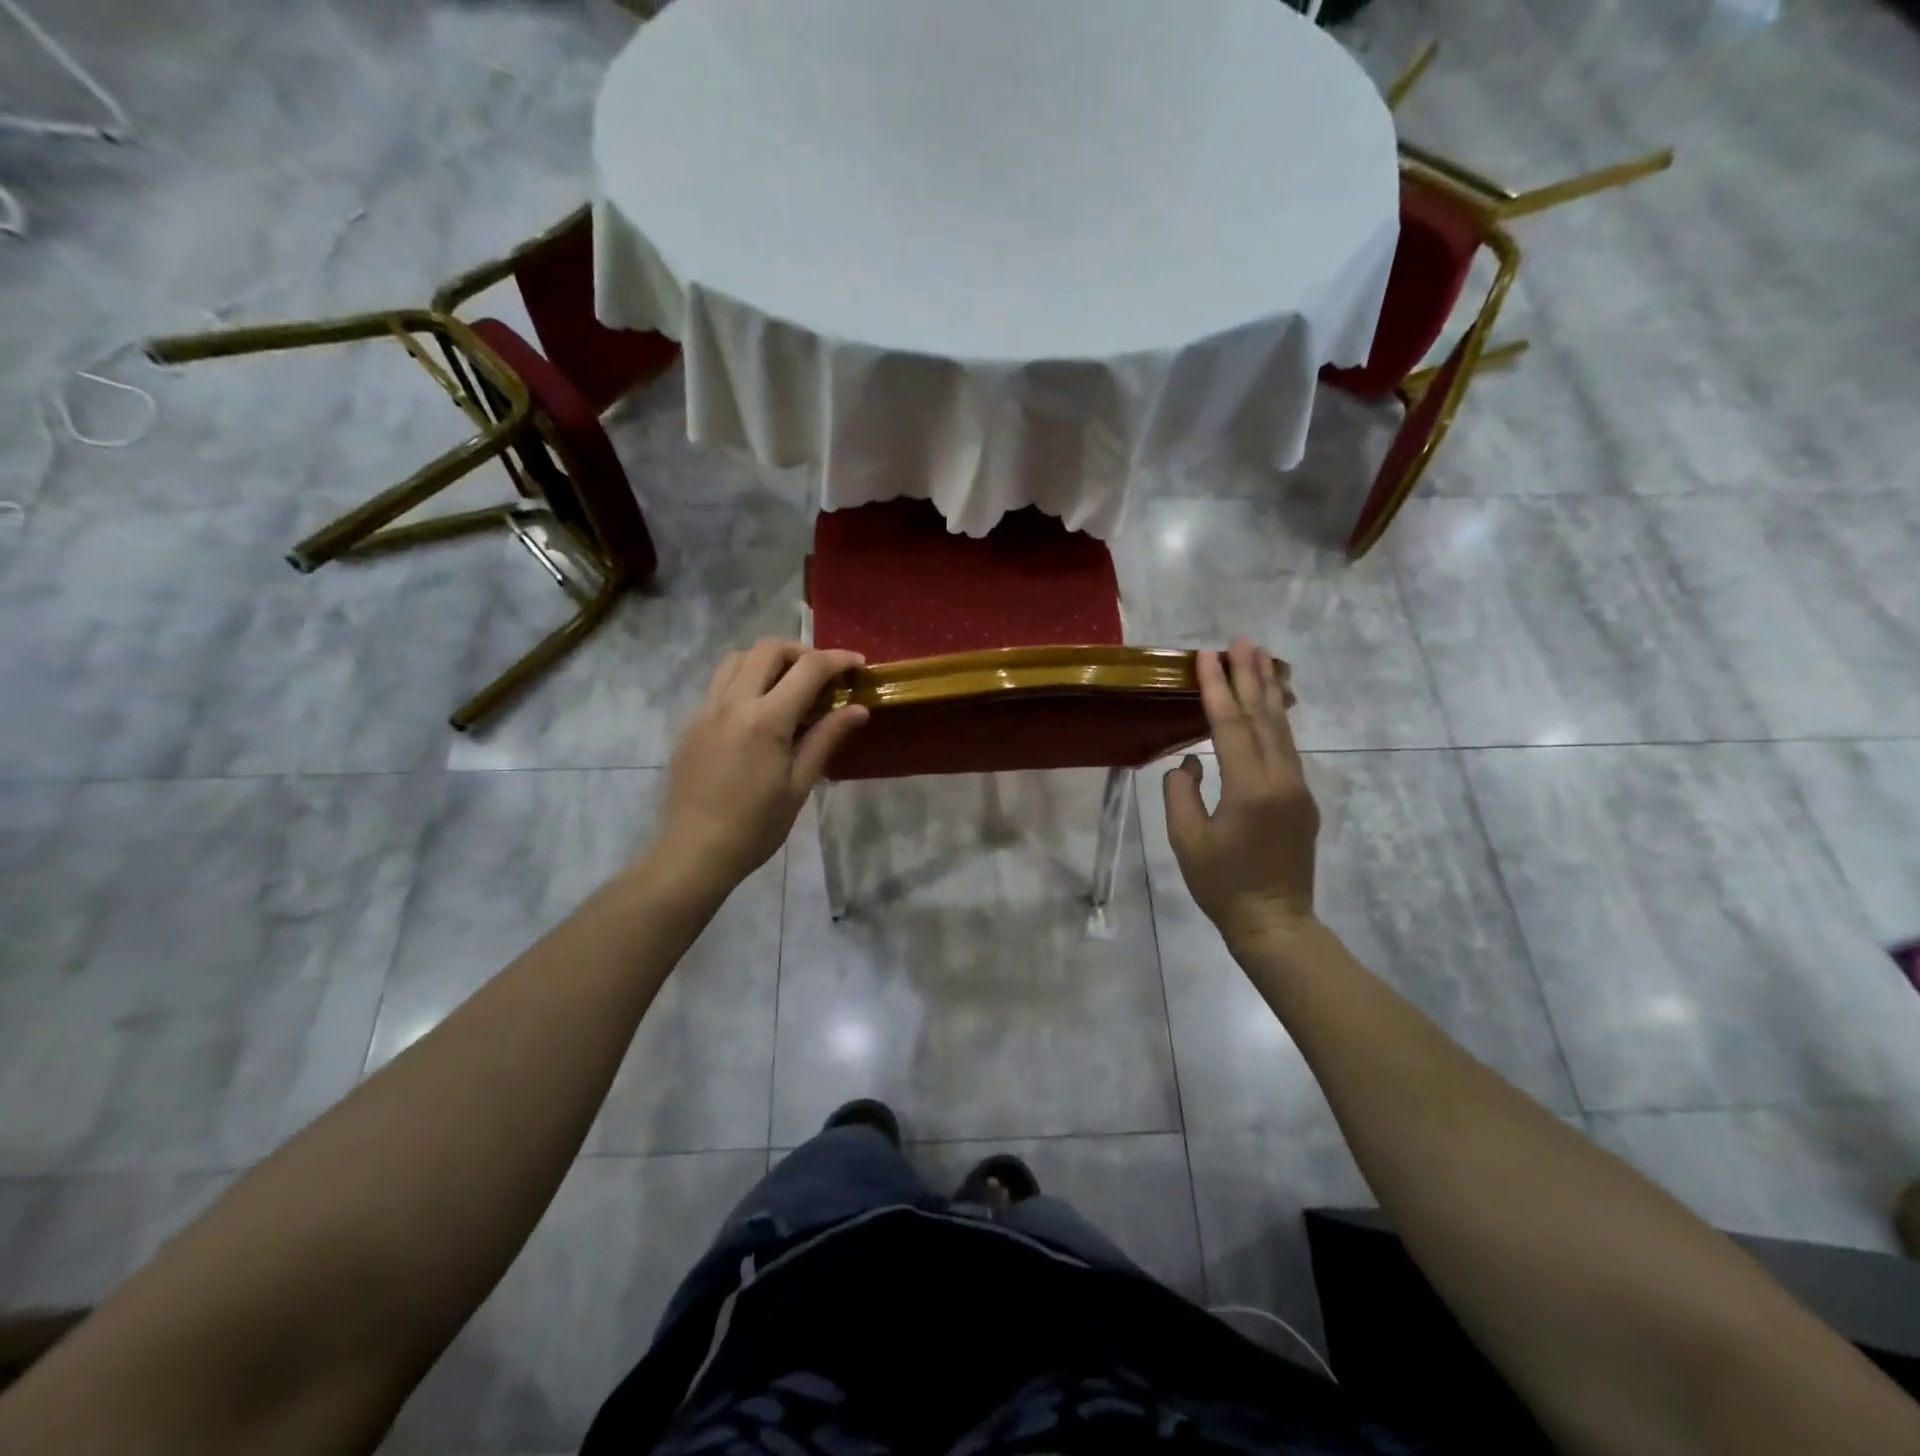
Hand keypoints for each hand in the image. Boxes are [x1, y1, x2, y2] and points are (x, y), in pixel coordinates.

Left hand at [650, 640, 868, 892]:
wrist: (694, 852)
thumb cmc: (756, 826)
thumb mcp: (799, 785)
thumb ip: (826, 738)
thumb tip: (858, 709)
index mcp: (766, 720)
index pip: (808, 668)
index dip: (838, 660)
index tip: (858, 665)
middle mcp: (732, 703)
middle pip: (768, 649)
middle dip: (802, 652)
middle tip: (822, 676)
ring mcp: (706, 710)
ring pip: (737, 658)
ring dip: (768, 660)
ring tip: (788, 685)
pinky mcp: (691, 723)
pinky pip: (719, 683)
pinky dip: (744, 679)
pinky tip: (759, 710)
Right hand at [1163, 639, 1319, 949]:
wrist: (1274, 922)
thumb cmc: (1222, 884)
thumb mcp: (1186, 840)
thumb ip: (1181, 792)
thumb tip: (1190, 763)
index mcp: (1250, 789)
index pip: (1230, 726)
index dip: (1217, 688)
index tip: (1206, 655)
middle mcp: (1282, 779)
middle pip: (1264, 717)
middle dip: (1251, 676)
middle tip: (1243, 640)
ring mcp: (1298, 788)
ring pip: (1282, 729)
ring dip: (1269, 691)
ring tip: (1260, 658)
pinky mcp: (1302, 799)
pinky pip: (1287, 749)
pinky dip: (1276, 720)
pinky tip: (1270, 706)